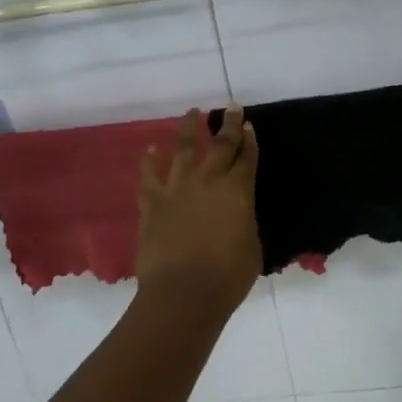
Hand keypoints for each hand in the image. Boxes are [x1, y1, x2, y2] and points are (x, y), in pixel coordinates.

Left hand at [135, 107, 262, 320]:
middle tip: (231, 107)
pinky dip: (150, 161)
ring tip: (192, 112)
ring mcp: (178, 189)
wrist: (183, 293)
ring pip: (185, 150)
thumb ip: (245, 222)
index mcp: (238, 191)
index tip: (249, 125)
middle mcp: (209, 181)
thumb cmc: (228, 276)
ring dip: (189, 130)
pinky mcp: (153, 203)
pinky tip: (151, 149)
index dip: (250, 141)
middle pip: (221, 145)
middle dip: (228, 124)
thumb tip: (238, 215)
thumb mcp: (252, 246)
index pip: (247, 158)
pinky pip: (149, 176)